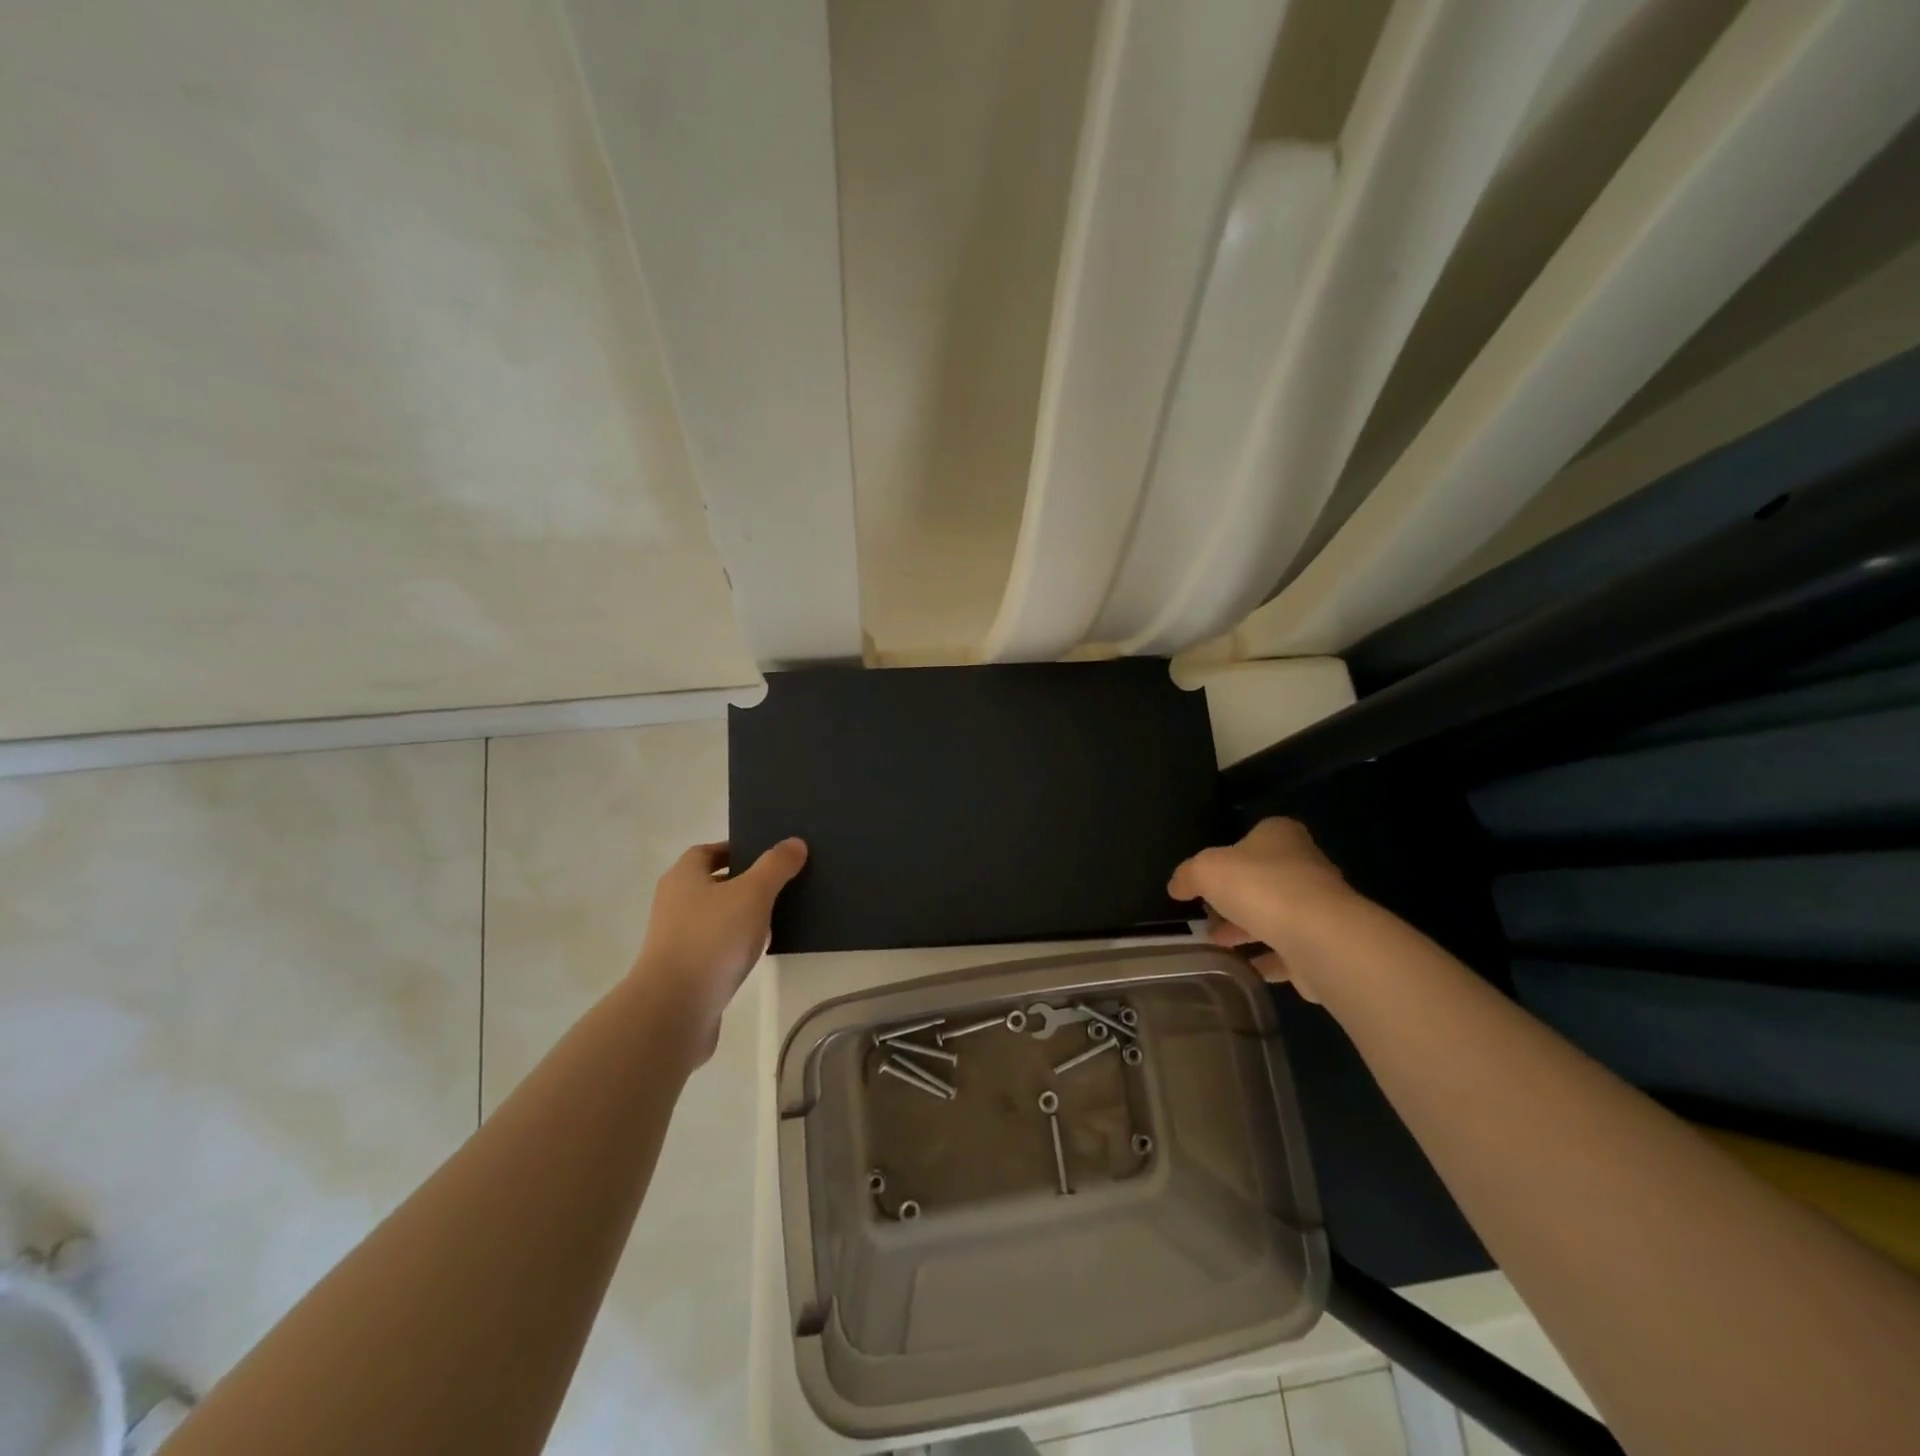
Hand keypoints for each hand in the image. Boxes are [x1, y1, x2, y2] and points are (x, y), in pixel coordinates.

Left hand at [633, 838, 807, 1058]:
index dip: (737, 849)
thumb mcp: (753, 893)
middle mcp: (674, 902)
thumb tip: (795, 842)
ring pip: (715, 916)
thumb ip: (776, 866)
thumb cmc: (712, 938)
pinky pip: (715, 946)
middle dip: (744, 882)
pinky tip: (758, 951)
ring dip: (741, 915)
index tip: (768, 855)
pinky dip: (735, 944)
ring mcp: (676, 938)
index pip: (708, 851)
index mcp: (684, 876)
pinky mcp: (685, 969)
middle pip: (712, 882)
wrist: (675, 1008)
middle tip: (781, 883)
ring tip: (777, 916)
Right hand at [1167, 818, 1352, 1000]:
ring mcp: (1320, 907)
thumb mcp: (1206, 870)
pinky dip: (1267, 959)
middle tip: (1207, 916)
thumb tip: (1177, 887)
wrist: (1318, 938)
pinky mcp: (1325, 944)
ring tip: (1217, 944)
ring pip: (1276, 916)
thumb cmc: (1259, 887)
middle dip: (1235, 898)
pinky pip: (1289, 951)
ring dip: (1248, 930)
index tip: (1207, 879)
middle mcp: (1306, 865)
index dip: (1229, 856)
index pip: (1254, 837)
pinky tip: (1244, 968)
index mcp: (1281, 835)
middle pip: (1264, 879)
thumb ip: (1188, 875)